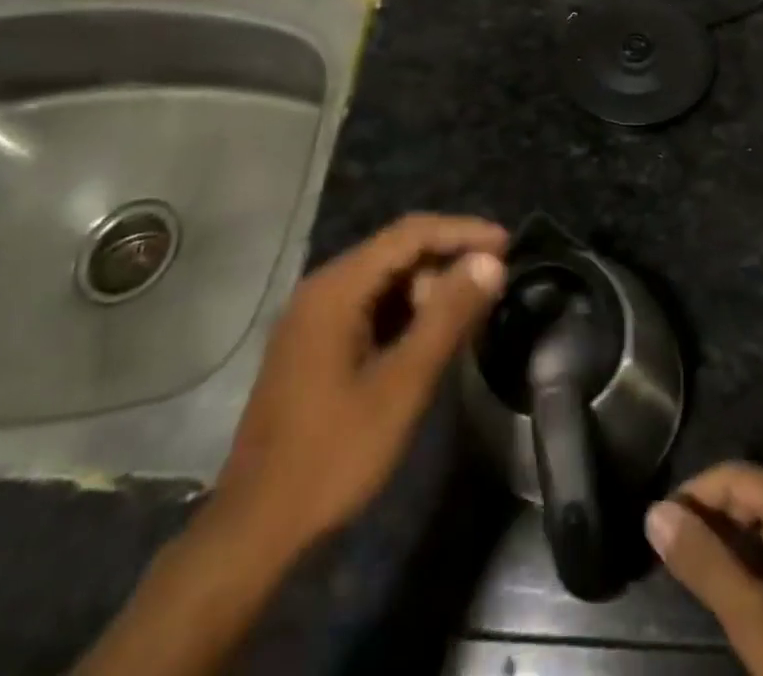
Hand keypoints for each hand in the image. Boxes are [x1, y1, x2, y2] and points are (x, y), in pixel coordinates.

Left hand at [204, 213, 508, 570]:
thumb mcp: (402, 386)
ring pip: (384, 281)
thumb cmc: (332, 456)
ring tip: (468, 317)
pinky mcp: (312, 345)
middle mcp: (321, 289)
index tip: (508, 243)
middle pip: (396, 253)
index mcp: (336, 288)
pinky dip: (405, 314)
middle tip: (491, 289)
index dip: (462, 232)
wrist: (255, 531)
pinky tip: (429, 339)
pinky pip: (369, 308)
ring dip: (428, 290)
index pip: (410, 234)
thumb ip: (448, 317)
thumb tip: (490, 262)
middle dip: (447, 262)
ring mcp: (312, 318)